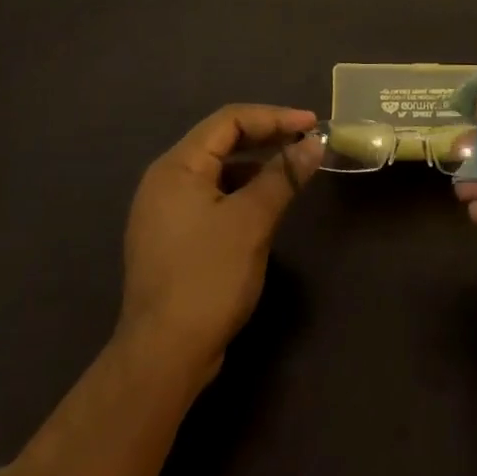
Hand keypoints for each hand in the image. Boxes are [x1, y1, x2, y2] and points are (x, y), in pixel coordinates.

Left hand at [117, 104, 322, 381]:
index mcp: (176, 167)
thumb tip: (314, 144)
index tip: (311, 124)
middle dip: (266, 136)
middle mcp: (164, 180)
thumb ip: (283, 175)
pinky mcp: (172, 237)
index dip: (274, 117)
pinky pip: (211, 195)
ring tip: (292, 169)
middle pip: (221, 140)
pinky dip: (241, 190)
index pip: (229, 120)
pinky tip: (265, 203)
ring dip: (255, 163)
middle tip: (306, 141)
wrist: (162, 359)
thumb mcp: (252, 221)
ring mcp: (164, 211)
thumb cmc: (208, 278)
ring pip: (217, 169)